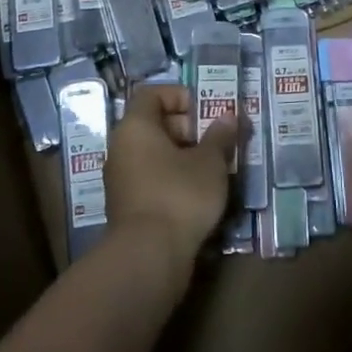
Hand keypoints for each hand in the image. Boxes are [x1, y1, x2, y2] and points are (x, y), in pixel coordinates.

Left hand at [105, 84, 241, 286]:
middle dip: (190, 128)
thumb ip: (220, 135)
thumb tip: (229, 115)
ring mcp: (122, 179)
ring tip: (216, 167)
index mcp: (135, 127)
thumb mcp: (210, 162)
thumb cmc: (179, 195)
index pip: (152, 94)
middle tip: (218, 140)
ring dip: (185, 156)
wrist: (149, 257)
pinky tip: (201, 194)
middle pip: (155, 124)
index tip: (207, 109)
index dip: (180, 95)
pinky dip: (175, 179)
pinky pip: (153, 179)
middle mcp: (122, 148)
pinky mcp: (129, 206)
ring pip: (156, 154)